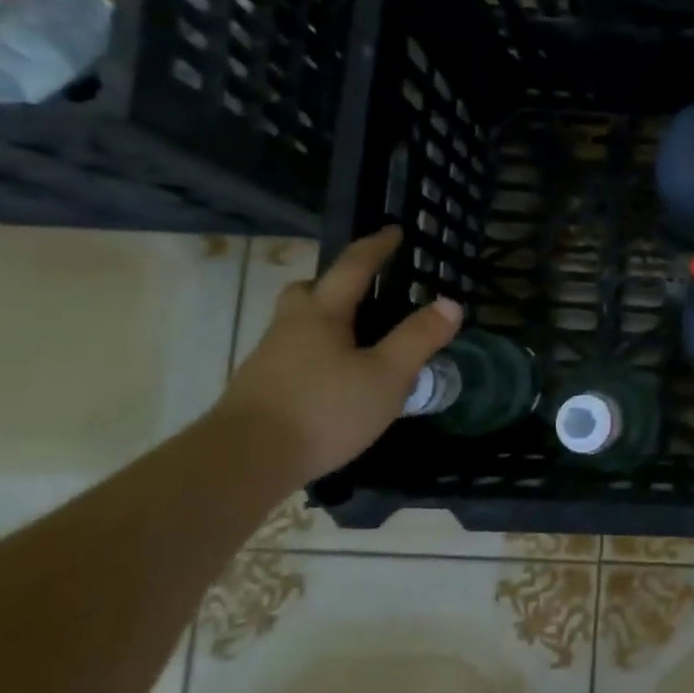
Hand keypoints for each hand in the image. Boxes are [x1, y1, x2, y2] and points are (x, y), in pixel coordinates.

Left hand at [216, 226, 462, 482]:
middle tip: (365, 292)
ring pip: (299, 324)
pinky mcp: (260, 390)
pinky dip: (318, 355)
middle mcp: (291, 327)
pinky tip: (336, 381)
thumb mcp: (387, 376)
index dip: (376, 247)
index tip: (394, 230)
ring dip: (326, 321)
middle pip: (309, 290)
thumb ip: (419, 339)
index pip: (353, 267)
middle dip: (336, 283)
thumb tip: (450, 303)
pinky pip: (294, 355)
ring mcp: (269, 359)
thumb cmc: (324, 410)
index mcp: (323, 314)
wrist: (243, 462)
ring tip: (359, 342)